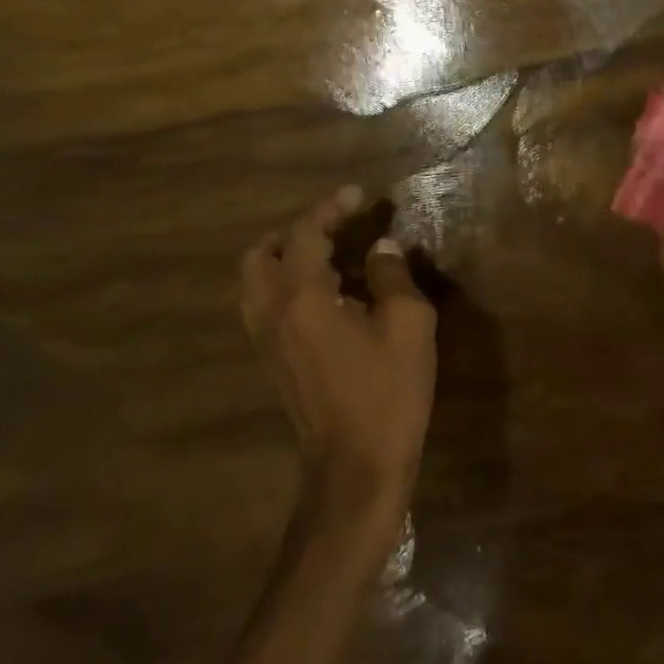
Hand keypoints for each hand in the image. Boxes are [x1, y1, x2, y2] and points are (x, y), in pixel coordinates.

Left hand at [241, 187, 436, 534]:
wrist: (355, 469)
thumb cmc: (387, 392)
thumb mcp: (407, 325)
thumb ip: (392, 276)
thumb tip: (381, 247)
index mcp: (302, 298)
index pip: (304, 234)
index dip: (331, 208)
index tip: (359, 194)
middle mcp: (271, 314)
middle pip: (260, 255)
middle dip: (295, 230)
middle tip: (335, 224)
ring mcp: (266, 342)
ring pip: (256, 282)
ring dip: (285, 257)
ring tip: (330, 253)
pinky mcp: (272, 363)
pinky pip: (266, 305)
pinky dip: (286, 284)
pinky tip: (327, 292)